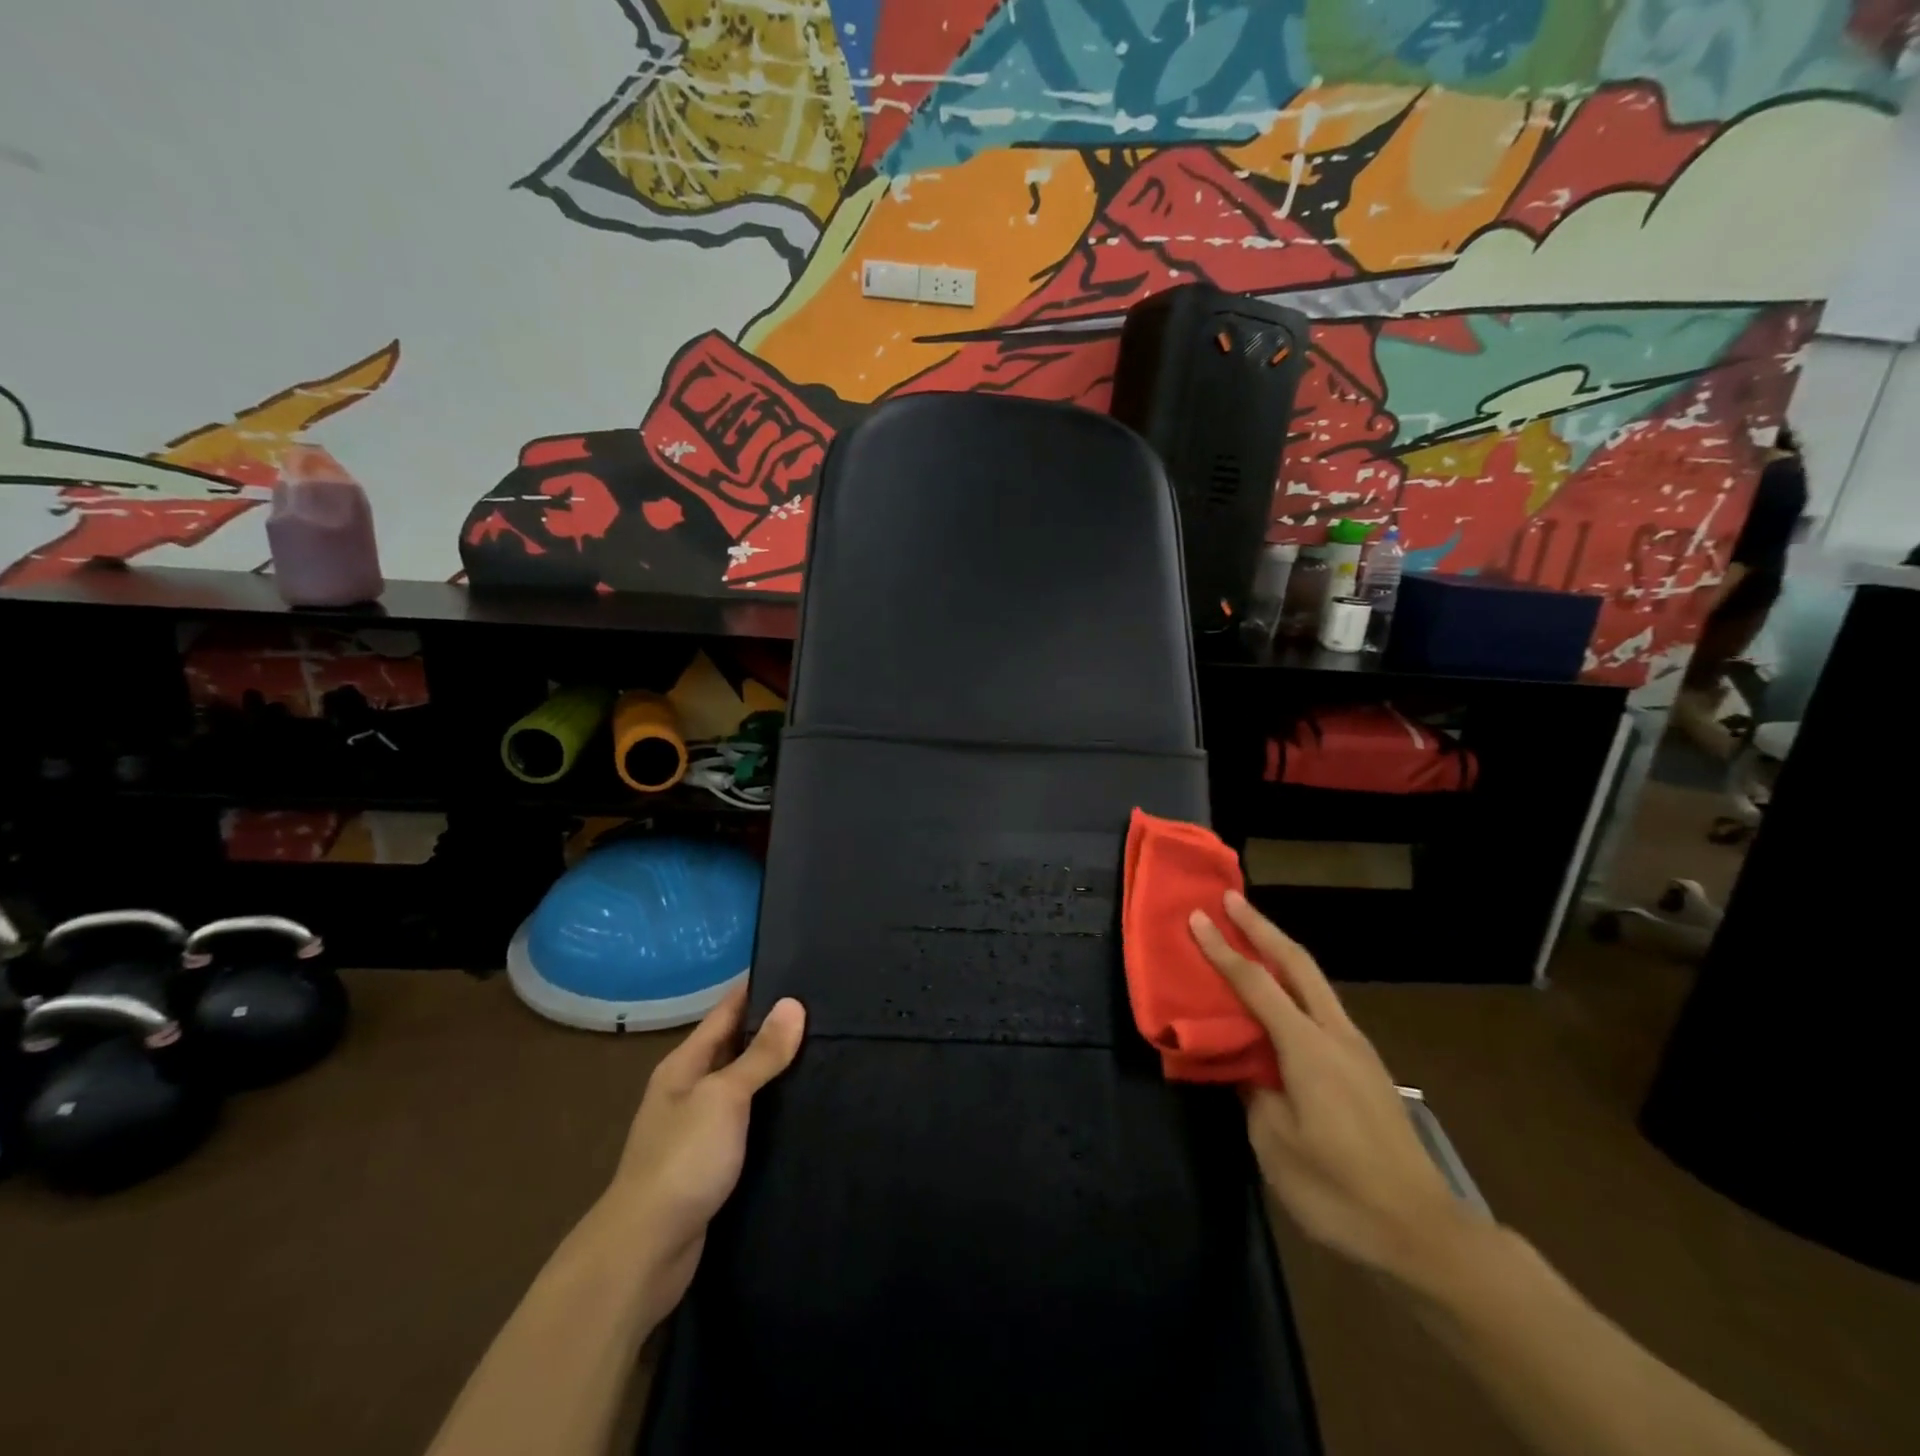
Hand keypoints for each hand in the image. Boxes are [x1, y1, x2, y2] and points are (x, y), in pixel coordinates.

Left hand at [597, 986, 805, 1312]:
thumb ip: (760, 1055)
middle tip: (828, 1013)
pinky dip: (772, 1113)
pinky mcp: (712, 1165)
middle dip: (775, 1030)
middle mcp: (689, 1090)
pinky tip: (805, 1112)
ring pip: (745, 1088)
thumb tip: (793, 1004)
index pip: (727, 1011)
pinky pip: (748, 1124)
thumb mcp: (724, 1097)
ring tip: (827, 1055)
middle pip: (736, 1047)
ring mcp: (699, 1130)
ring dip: (777, 1074)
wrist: (644, 1253)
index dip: (759, 989)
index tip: (802, 972)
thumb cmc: (682, 1160)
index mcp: (684, 1065)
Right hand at [1189, 892, 1474, 1284]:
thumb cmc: (1339, 1190)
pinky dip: (1296, 987)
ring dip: (1281, 953)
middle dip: (1262, 927)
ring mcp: (1358, 1050)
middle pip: (1297, 963)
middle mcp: (1336, 1035)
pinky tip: (1282, 1001)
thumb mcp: (1275, 1144)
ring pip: (1316, 983)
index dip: (1222, 949)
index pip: (1256, 984)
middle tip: (1232, 899)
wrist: (1424, 1234)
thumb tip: (1246, 1067)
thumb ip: (1254, 1092)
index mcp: (1307, 1048)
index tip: (1198, 916)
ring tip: (1252, 938)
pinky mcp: (1367, 1070)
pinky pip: (1323, 1010)